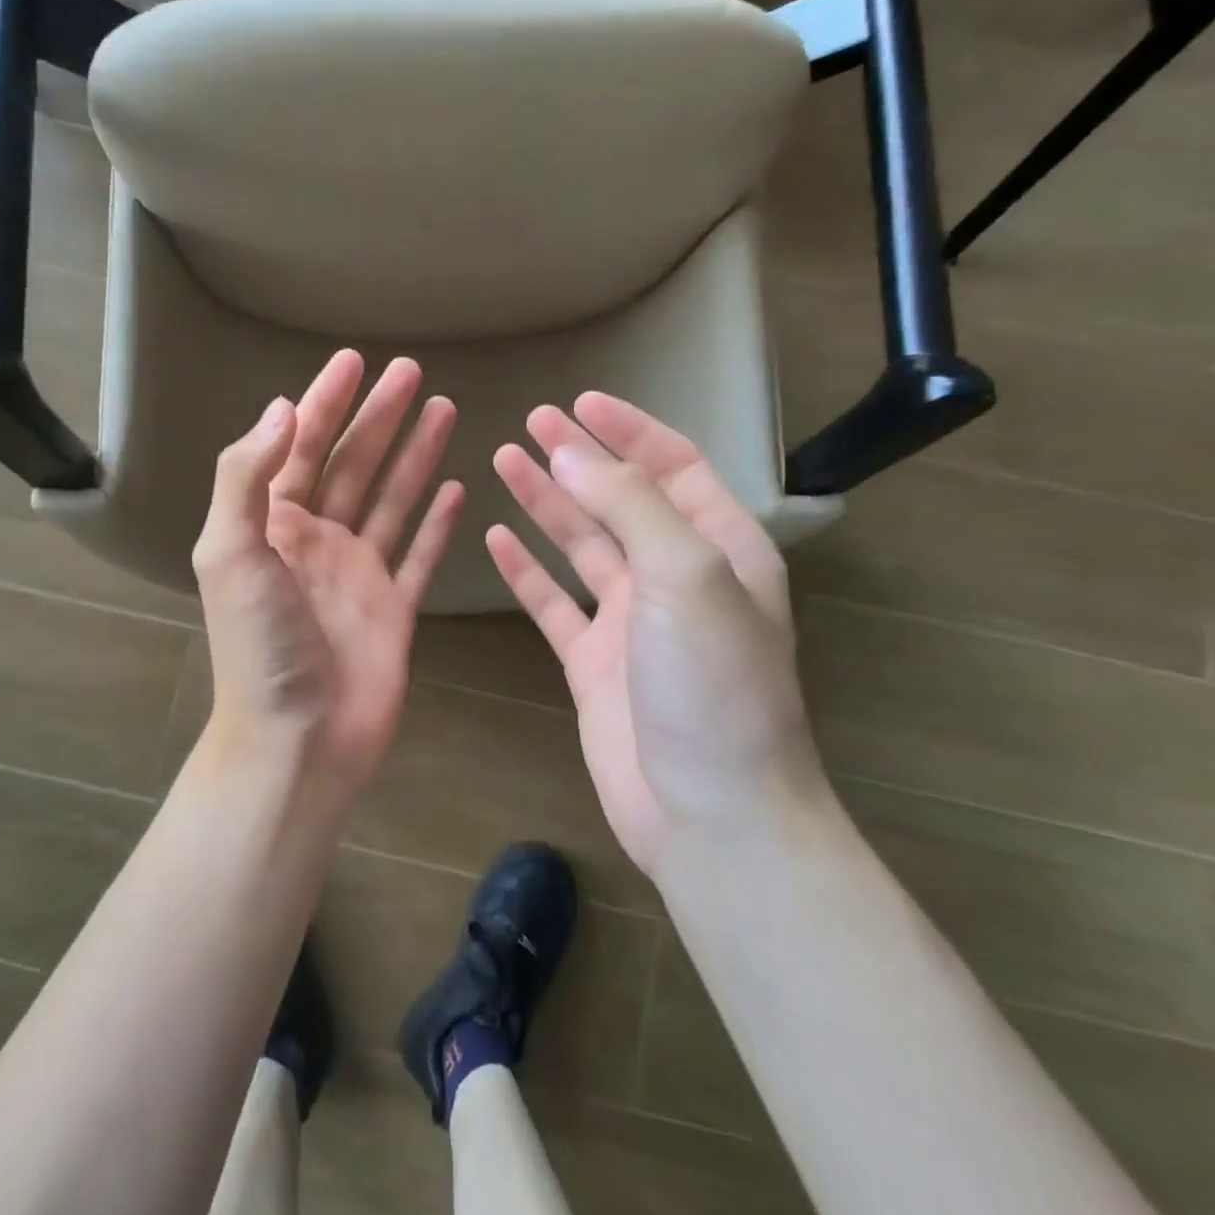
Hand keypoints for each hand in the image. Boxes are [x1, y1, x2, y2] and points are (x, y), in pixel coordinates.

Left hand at [193, 350, 465, 797]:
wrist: (298, 739)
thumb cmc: (260, 646)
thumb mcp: (230, 552)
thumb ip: (247, 477)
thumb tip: (282, 407)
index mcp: (272, 524)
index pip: (301, 446)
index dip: (326, 402)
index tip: (353, 361)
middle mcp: (316, 541)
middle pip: (353, 463)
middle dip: (378, 416)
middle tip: (410, 370)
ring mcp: (358, 574)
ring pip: (391, 499)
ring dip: (414, 454)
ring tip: (443, 408)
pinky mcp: (394, 607)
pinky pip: (420, 554)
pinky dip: (437, 523)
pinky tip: (456, 489)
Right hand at [486, 393, 822, 875]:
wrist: (708, 812)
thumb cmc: (711, 684)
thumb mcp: (686, 575)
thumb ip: (630, 505)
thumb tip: (572, 453)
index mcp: (718, 548)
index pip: (672, 467)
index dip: (628, 431)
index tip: (580, 402)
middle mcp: (674, 576)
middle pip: (618, 499)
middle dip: (578, 458)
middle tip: (530, 422)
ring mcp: (629, 620)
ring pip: (580, 545)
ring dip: (545, 503)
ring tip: (503, 460)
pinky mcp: (591, 660)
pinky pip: (551, 602)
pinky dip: (525, 570)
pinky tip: (496, 538)